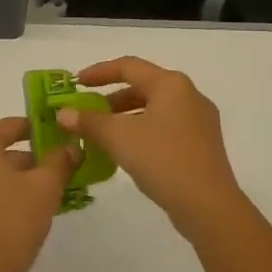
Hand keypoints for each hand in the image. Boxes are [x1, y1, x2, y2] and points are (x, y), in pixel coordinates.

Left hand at [0, 117, 79, 271]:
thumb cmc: (13, 222)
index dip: (36, 129)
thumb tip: (71, 146)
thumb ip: (59, 161)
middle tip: (51, 174)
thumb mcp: (45, 188)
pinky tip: (10, 217)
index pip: (10, 126)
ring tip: (35, 198)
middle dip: (24, 160)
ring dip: (7, 180)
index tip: (56, 138)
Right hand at [57, 57, 246, 235]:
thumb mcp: (118, 137)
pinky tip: (127, 151)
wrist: (208, 205)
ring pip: (154, 109)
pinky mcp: (202, 144)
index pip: (128, 66)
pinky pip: (165, 127)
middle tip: (87, 112)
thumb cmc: (162, 159)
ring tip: (102, 134)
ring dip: (125, 117)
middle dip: (111, 98)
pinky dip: (142, 131)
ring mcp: (200, 121)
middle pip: (143, 87)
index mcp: (171, 84)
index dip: (99, 72)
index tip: (75, 83)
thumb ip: (89, 122)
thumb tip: (63, 113)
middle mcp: (189, 95)